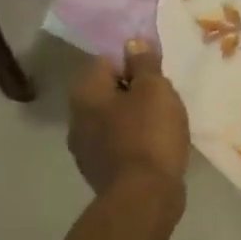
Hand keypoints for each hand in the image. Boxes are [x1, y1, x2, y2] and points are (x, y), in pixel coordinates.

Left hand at [68, 39, 191, 195]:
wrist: (143, 197)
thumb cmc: (149, 133)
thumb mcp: (155, 89)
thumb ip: (144, 63)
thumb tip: (132, 43)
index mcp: (86, 93)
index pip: (105, 60)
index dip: (132, 59)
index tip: (156, 69)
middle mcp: (77, 118)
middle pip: (107, 89)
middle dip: (132, 88)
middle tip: (163, 92)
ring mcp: (85, 147)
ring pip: (111, 116)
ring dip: (133, 113)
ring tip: (163, 118)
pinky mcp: (99, 169)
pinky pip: (117, 140)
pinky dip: (133, 137)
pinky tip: (155, 142)